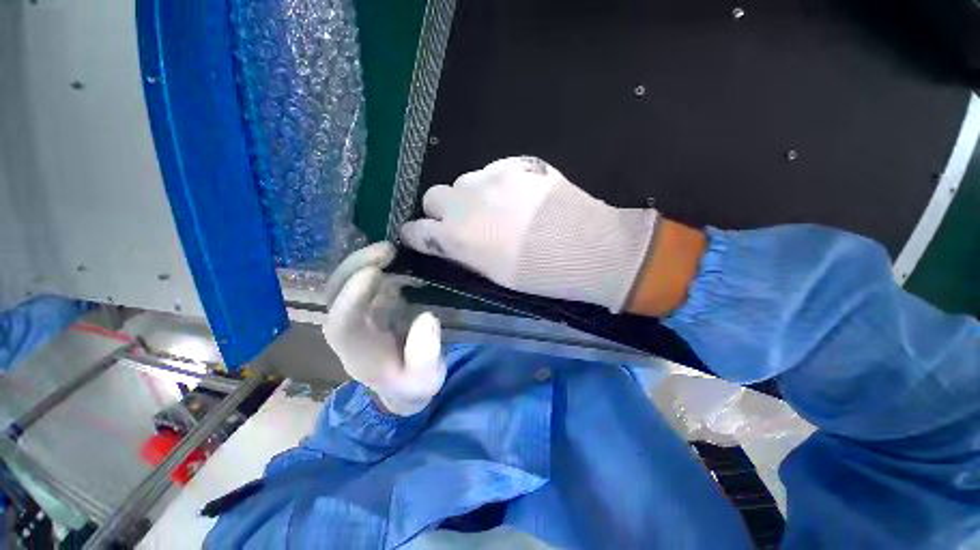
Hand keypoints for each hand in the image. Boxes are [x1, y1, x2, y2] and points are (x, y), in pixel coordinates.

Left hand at [321, 242, 444, 415]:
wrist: (404, 382)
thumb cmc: (412, 382)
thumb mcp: (425, 379)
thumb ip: (425, 356)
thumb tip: (426, 318)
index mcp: (357, 351)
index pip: (341, 323)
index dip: (351, 297)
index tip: (375, 272)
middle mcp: (350, 328)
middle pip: (334, 295)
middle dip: (354, 268)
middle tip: (386, 249)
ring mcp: (359, 312)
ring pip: (346, 282)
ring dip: (363, 261)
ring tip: (391, 248)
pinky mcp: (371, 302)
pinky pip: (365, 279)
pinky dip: (377, 263)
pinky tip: (397, 256)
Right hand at [400, 157, 658, 312]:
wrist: (586, 246)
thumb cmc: (538, 273)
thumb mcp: (493, 274)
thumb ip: (465, 253)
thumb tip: (451, 241)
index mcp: (457, 237)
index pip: (416, 230)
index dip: (418, 234)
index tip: (424, 237)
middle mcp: (465, 202)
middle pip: (433, 196)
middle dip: (443, 210)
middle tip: (466, 222)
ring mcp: (491, 178)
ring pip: (464, 181)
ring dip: (472, 195)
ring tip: (498, 208)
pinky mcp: (517, 164)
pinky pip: (493, 170)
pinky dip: (497, 184)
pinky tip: (519, 197)